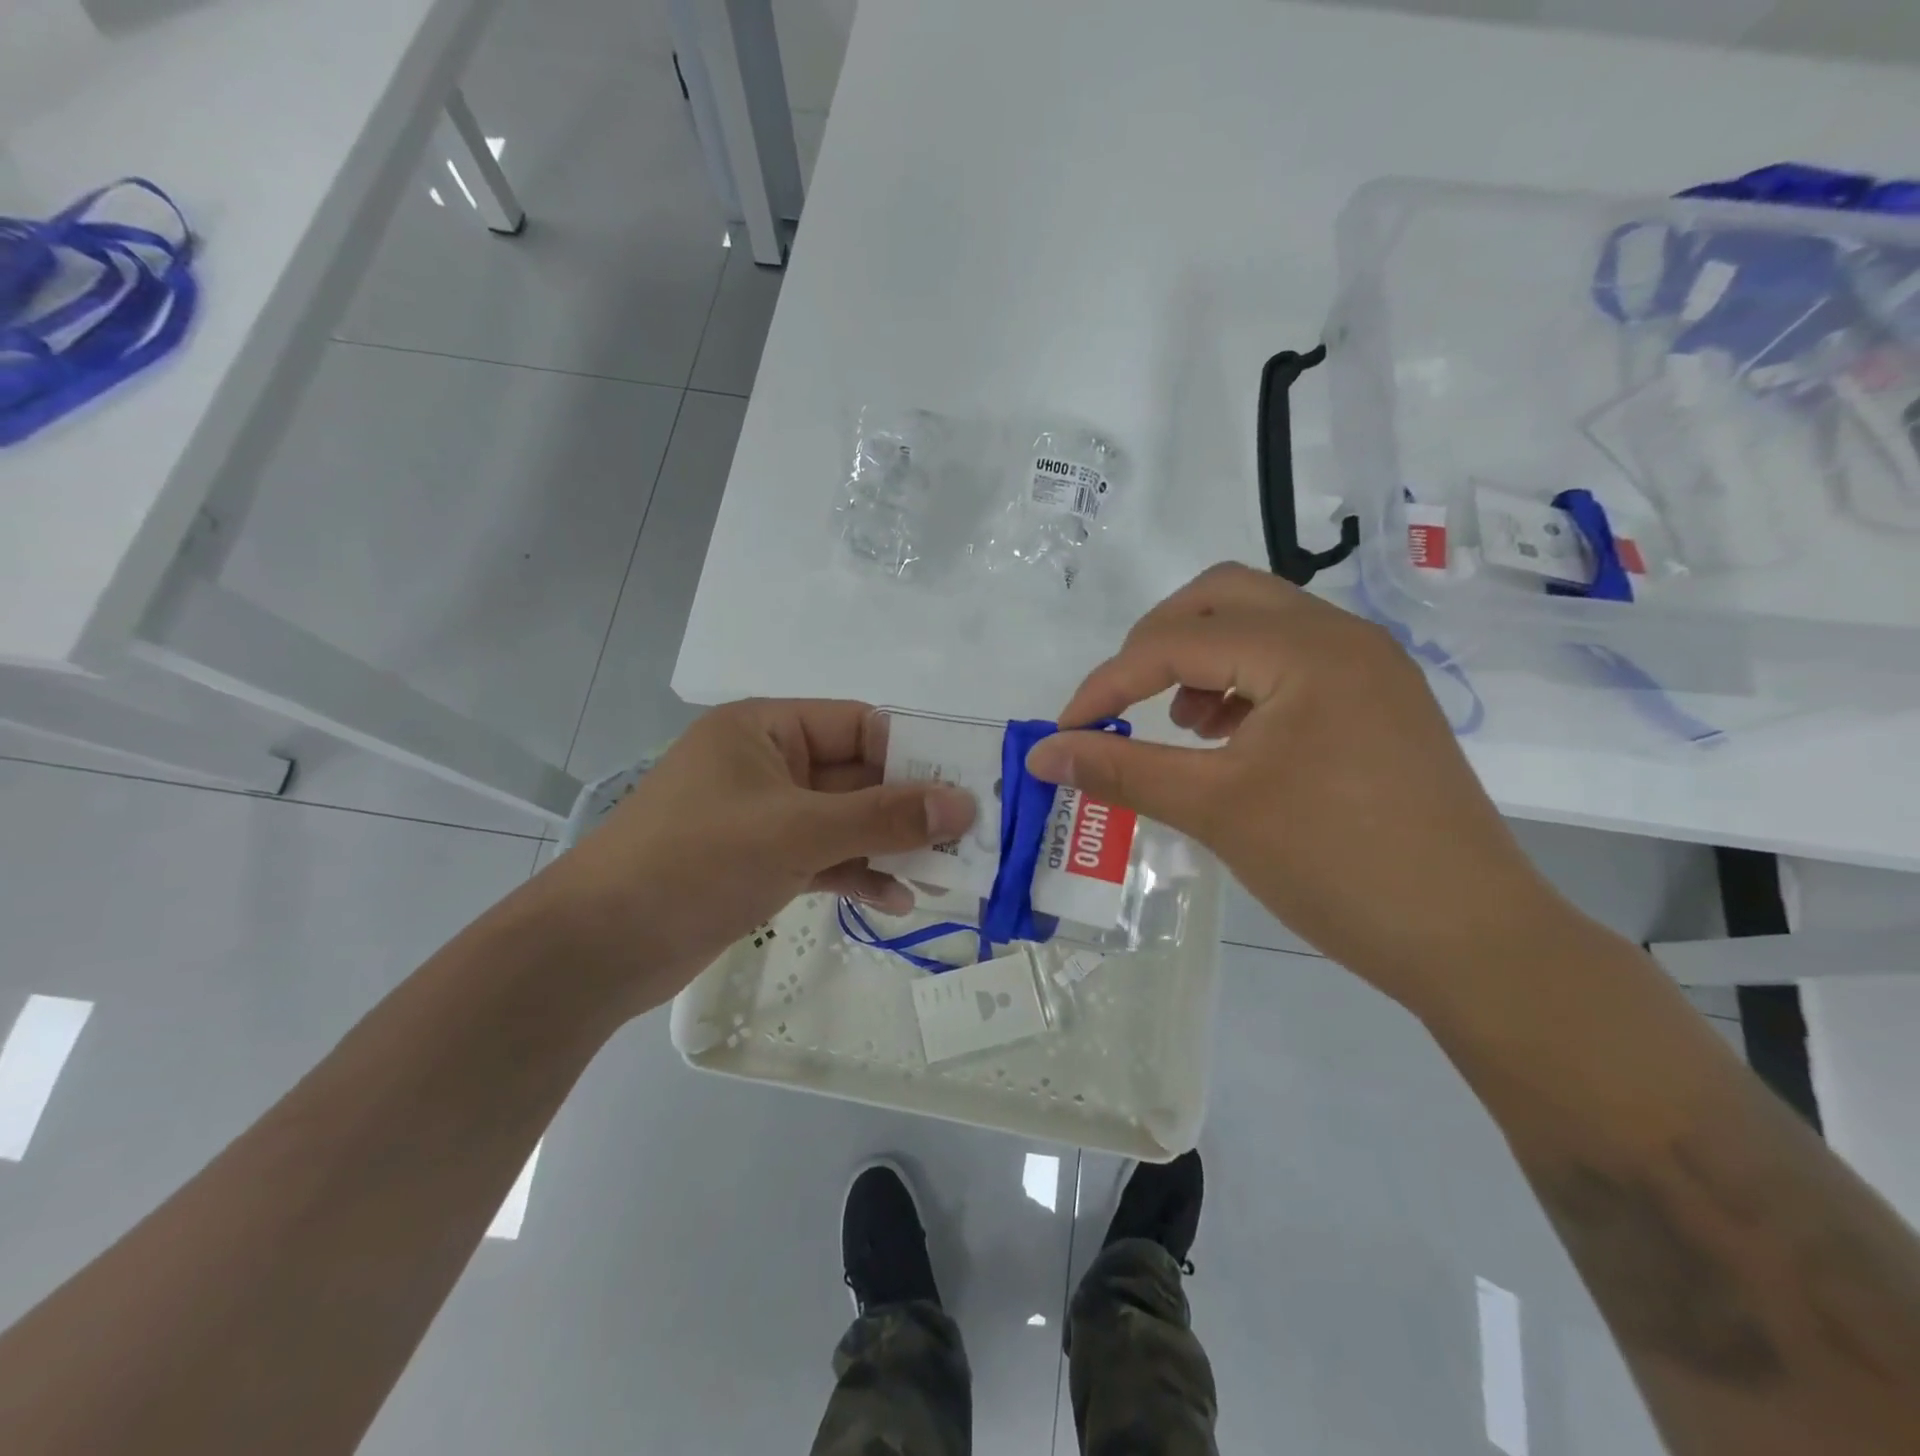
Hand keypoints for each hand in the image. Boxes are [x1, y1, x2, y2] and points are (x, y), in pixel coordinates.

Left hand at [534, 699, 975, 1017]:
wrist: (598, 948)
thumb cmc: (696, 862)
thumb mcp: (797, 831)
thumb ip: (884, 816)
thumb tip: (963, 804)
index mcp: (766, 730)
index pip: (859, 726)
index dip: (914, 755)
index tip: (966, 788)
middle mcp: (767, 765)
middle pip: (857, 776)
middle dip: (908, 809)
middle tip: (968, 838)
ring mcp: (764, 817)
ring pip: (844, 821)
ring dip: (889, 846)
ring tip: (944, 875)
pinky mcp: (760, 862)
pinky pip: (824, 857)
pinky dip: (858, 874)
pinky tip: (897, 900)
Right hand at [1024, 564, 1568, 1013]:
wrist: (1470, 939)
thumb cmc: (1335, 865)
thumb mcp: (1214, 810)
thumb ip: (1121, 770)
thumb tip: (1042, 754)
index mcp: (1304, 650)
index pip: (1175, 641)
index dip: (1107, 683)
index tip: (1066, 731)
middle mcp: (1341, 637)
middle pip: (1221, 597)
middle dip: (1155, 641)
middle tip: (1124, 700)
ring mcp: (1368, 667)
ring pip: (1260, 623)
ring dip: (1202, 657)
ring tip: (1184, 724)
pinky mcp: (1378, 701)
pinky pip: (1292, 661)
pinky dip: (1243, 682)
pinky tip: (1230, 738)